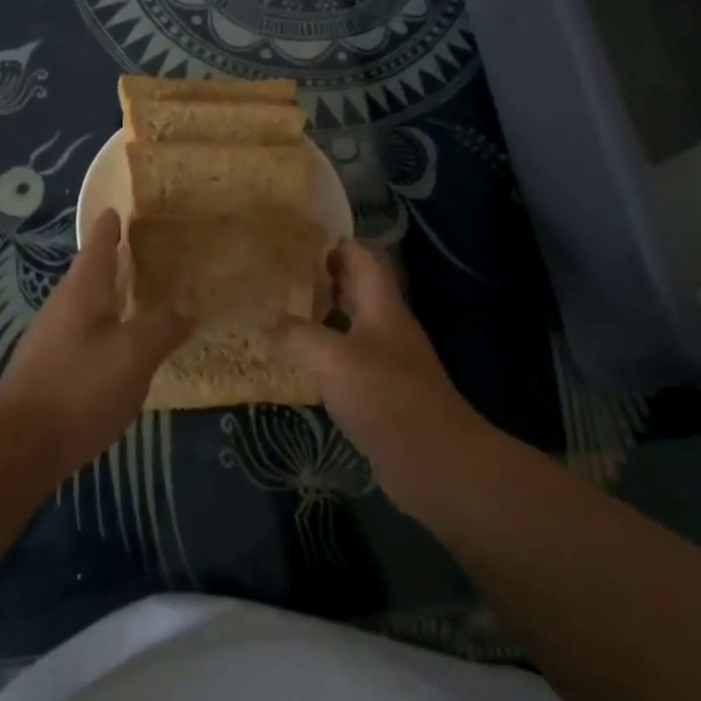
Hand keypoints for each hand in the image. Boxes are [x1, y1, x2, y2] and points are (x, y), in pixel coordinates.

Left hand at [0, 209, 191, 473]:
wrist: (20, 445)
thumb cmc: (80, 386)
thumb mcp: (134, 354)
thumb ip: (163, 328)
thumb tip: (186, 312)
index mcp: (83, 289)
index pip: (98, 242)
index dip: (111, 224)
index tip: (122, 207)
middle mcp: (63, 305)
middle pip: (91, 272)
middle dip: (116, 259)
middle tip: (149, 252)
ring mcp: (52, 337)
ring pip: (88, 304)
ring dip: (112, 295)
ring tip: (143, 296)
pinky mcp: (50, 368)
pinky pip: (85, 334)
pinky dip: (107, 327)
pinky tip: (123, 346)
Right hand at [276, 242, 490, 515]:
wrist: (434, 460)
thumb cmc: (384, 396)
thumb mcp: (331, 358)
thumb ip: (297, 334)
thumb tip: (267, 318)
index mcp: (383, 307)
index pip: (363, 259)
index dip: (336, 244)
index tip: (299, 239)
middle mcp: (388, 327)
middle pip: (358, 290)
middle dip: (323, 279)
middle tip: (281, 275)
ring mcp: (389, 362)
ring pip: (352, 326)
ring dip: (323, 316)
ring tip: (282, 312)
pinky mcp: (384, 393)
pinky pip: (350, 361)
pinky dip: (326, 354)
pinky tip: (301, 362)